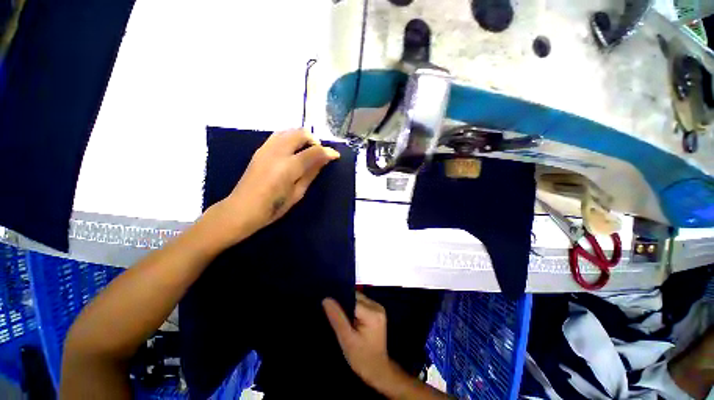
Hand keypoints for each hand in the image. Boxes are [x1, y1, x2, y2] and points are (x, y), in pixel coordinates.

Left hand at [211, 129, 339, 243]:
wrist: (242, 209)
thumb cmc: (274, 207)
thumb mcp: (298, 193)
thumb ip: (311, 173)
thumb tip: (324, 160)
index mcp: (289, 167)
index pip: (313, 151)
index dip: (327, 151)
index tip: (335, 155)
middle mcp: (277, 152)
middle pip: (300, 133)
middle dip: (314, 140)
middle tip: (319, 153)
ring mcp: (266, 149)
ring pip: (288, 131)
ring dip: (302, 137)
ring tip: (307, 150)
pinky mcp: (260, 150)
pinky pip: (278, 135)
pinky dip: (290, 138)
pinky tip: (293, 151)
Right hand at [323, 293, 393, 387]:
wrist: (377, 370)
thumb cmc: (361, 357)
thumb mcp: (346, 339)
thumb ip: (337, 318)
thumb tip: (326, 299)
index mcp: (372, 313)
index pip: (352, 299)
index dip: (339, 300)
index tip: (328, 305)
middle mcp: (377, 306)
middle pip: (356, 297)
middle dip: (344, 303)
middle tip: (333, 313)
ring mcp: (378, 308)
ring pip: (358, 299)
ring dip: (349, 305)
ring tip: (339, 316)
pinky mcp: (377, 311)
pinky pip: (362, 303)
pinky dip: (354, 308)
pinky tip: (348, 318)